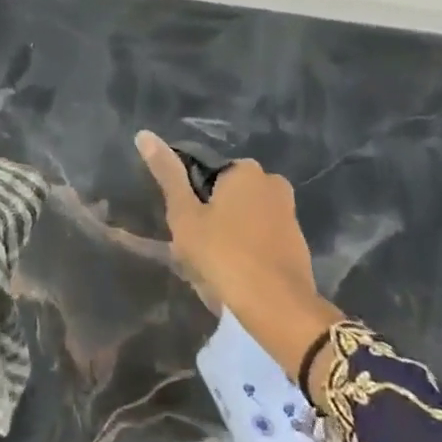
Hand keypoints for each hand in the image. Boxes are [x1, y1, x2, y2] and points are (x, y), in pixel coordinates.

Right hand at [134, 131, 340, 390]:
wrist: (277, 307)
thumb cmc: (224, 255)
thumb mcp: (185, 215)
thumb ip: (168, 175)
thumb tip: (145, 135)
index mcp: (245, 170)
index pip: (205, 173)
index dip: (190, 199)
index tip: (183, 225)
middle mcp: (272, 183)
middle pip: (226, 195)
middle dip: (210, 216)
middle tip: (195, 249)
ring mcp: (289, 214)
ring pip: (244, 218)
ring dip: (228, 235)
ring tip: (212, 266)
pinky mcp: (297, 243)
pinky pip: (260, 239)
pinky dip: (247, 250)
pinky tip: (235, 274)